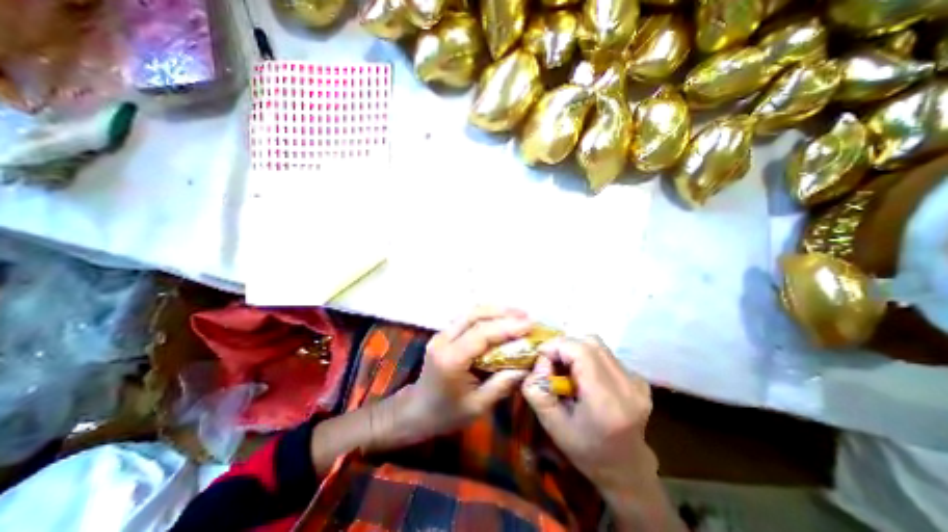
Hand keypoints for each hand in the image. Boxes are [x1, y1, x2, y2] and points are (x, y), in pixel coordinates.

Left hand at [399, 305, 532, 443]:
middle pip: (474, 315)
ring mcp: (441, 334)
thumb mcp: (477, 406)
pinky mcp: (444, 334)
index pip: (481, 334)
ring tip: (518, 315)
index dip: (506, 327)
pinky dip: (487, 316)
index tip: (529, 325)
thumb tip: (528, 365)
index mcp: (450, 360)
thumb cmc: (446, 414)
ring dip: (495, 311)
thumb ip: (502, 384)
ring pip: (470, 313)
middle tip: (526, 316)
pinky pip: (467, 318)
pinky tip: (501, 320)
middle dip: (502, 313)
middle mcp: (443, 340)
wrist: (416, 410)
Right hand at [518, 336, 660, 494]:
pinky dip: (589, 357)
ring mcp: (637, 381)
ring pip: (598, 345)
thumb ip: (537, 390)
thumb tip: (539, 361)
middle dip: (564, 345)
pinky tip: (584, 376)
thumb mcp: (552, 426)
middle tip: (552, 361)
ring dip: (576, 350)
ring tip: (566, 368)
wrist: (626, 471)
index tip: (541, 356)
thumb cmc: (586, 452)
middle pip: (589, 342)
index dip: (556, 345)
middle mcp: (627, 386)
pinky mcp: (639, 379)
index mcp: (606, 401)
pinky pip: (606, 354)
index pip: (580, 350)